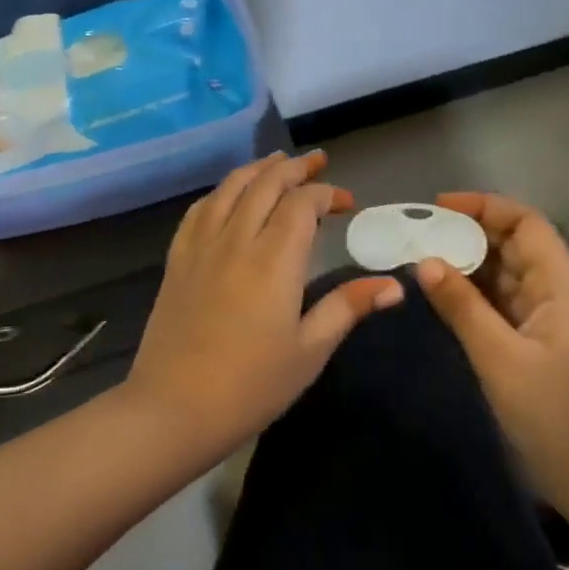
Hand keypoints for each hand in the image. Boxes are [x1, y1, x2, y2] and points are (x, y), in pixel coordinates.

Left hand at [124, 151, 402, 456]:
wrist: (173, 408)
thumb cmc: (251, 386)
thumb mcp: (309, 350)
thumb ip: (348, 307)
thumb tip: (395, 285)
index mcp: (274, 258)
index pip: (303, 203)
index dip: (327, 193)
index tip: (347, 203)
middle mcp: (236, 238)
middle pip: (266, 183)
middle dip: (295, 168)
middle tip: (318, 162)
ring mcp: (201, 245)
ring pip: (230, 188)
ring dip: (258, 169)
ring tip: (277, 162)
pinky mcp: (177, 259)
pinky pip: (200, 209)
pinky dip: (221, 192)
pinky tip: (229, 195)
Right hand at [414, 193, 568, 540]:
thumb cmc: (553, 417)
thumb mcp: (500, 360)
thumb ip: (462, 307)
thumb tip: (424, 260)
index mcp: (562, 289)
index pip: (527, 225)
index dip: (485, 207)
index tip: (438, 207)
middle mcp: (556, 295)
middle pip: (513, 245)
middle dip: (468, 233)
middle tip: (418, 234)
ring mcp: (545, 320)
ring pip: (503, 274)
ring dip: (466, 263)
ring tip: (420, 257)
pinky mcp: (532, 343)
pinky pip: (498, 303)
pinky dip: (470, 293)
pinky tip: (440, 293)